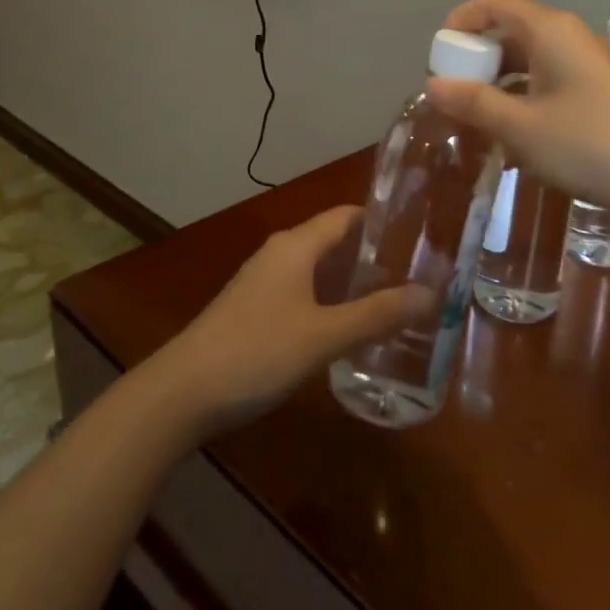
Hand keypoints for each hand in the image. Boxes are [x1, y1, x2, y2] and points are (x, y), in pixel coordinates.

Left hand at [151, 207, 432, 435]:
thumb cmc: (256, 352)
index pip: (346, 215)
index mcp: (296, 246)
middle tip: (416, 274)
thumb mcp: (324, 336)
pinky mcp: (252, 310)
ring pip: (317, 269)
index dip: (382, 221)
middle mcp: (279, 254)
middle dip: (372, 255)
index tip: (420, 236)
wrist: (179, 394)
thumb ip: (376, 315)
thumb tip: (430, 294)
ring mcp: (262, 282)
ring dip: (350, 281)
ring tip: (392, 300)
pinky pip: (302, 292)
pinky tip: (347, 327)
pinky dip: (329, 300)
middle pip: (334, 240)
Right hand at [427, 0, 609, 215]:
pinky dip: (523, 96)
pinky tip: (513, 132)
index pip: (496, 4)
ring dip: (500, 82)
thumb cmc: (587, 144)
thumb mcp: (520, 126)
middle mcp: (568, 37)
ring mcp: (586, 64)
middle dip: (478, 58)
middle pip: (512, 31)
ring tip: (476, 117)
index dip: (463, 21)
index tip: (439, 52)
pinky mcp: (597, 91)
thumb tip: (433, 85)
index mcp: (549, 30)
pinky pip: (548, 80)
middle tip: (452, 92)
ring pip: (530, 60)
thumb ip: (474, 103)